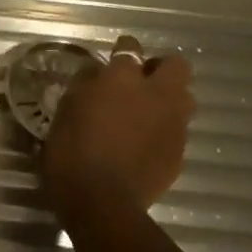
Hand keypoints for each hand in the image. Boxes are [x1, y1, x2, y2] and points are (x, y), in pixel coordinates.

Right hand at [42, 34, 194, 225]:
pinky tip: (144, 145)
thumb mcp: (66, 110)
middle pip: (176, 66)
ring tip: (146, 114)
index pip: (130, 49)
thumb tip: (96, 73)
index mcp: (123, 79)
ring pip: (184, 99)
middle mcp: (156, 95)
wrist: (101, 201)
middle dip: (161, 69)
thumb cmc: (72, 150)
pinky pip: (177, 132)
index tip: (114, 56)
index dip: (124, 50)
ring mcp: (173, 125)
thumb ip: (85, 85)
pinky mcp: (179, 153)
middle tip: (140, 83)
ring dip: (169, 100)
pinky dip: (164, 132)